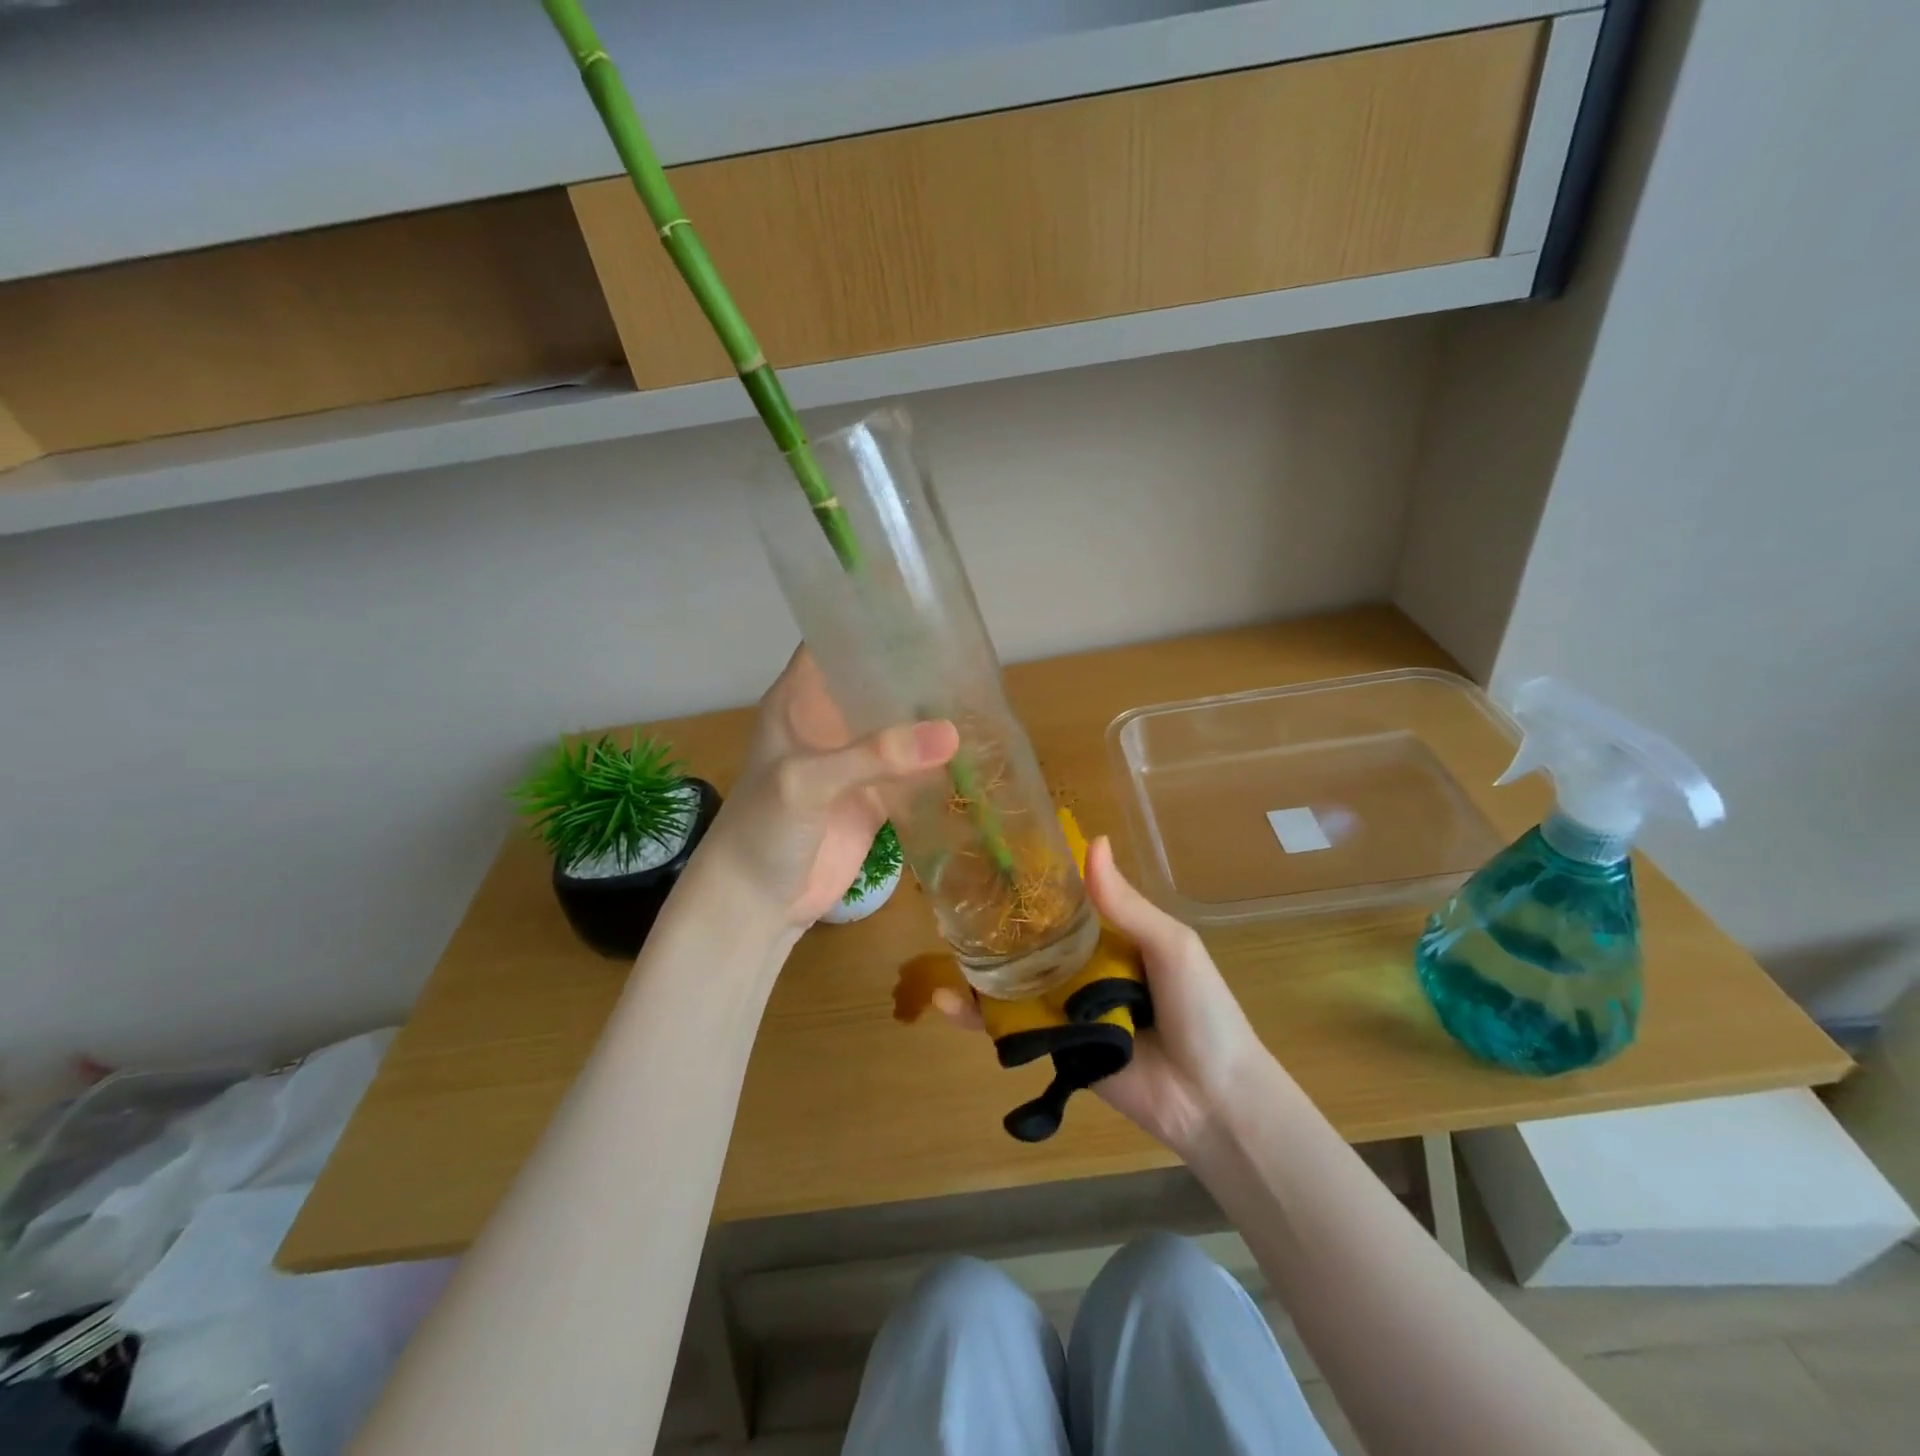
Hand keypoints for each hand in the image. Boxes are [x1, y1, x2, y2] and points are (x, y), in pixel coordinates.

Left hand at [699, 647, 957, 927]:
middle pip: (875, 680)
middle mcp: (829, 722)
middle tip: (970, 647)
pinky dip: (939, 763)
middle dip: (915, 666)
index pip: (834, 640)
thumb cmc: (762, 831)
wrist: (755, 905)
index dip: (870, 619)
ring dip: (931, 714)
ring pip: (898, 725)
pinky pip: (912, 771)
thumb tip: (951, 733)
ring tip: (982, 690)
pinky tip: (976, 749)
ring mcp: (854, 761)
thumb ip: (872, 756)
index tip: (921, 604)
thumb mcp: (806, 783)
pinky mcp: (875, 799)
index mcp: (799, 699)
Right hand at [934, 836, 1272, 1156]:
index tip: (992, 856)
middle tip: (950, 900)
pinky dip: (978, 1018)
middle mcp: (1085, 968)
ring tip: (941, 944)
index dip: (1033, 884)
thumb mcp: (1171, 945)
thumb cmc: (1201, 1010)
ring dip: (978, 967)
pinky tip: (947, 1003)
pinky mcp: (1055, 1047)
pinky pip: (1013, 1029)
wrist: (1213, 1098)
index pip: (1064, 904)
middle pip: (1032, 942)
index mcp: (1112, 938)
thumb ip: (1126, 904)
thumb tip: (1093, 841)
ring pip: (1015, 982)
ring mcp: (1067, 1009)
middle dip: (996, 924)